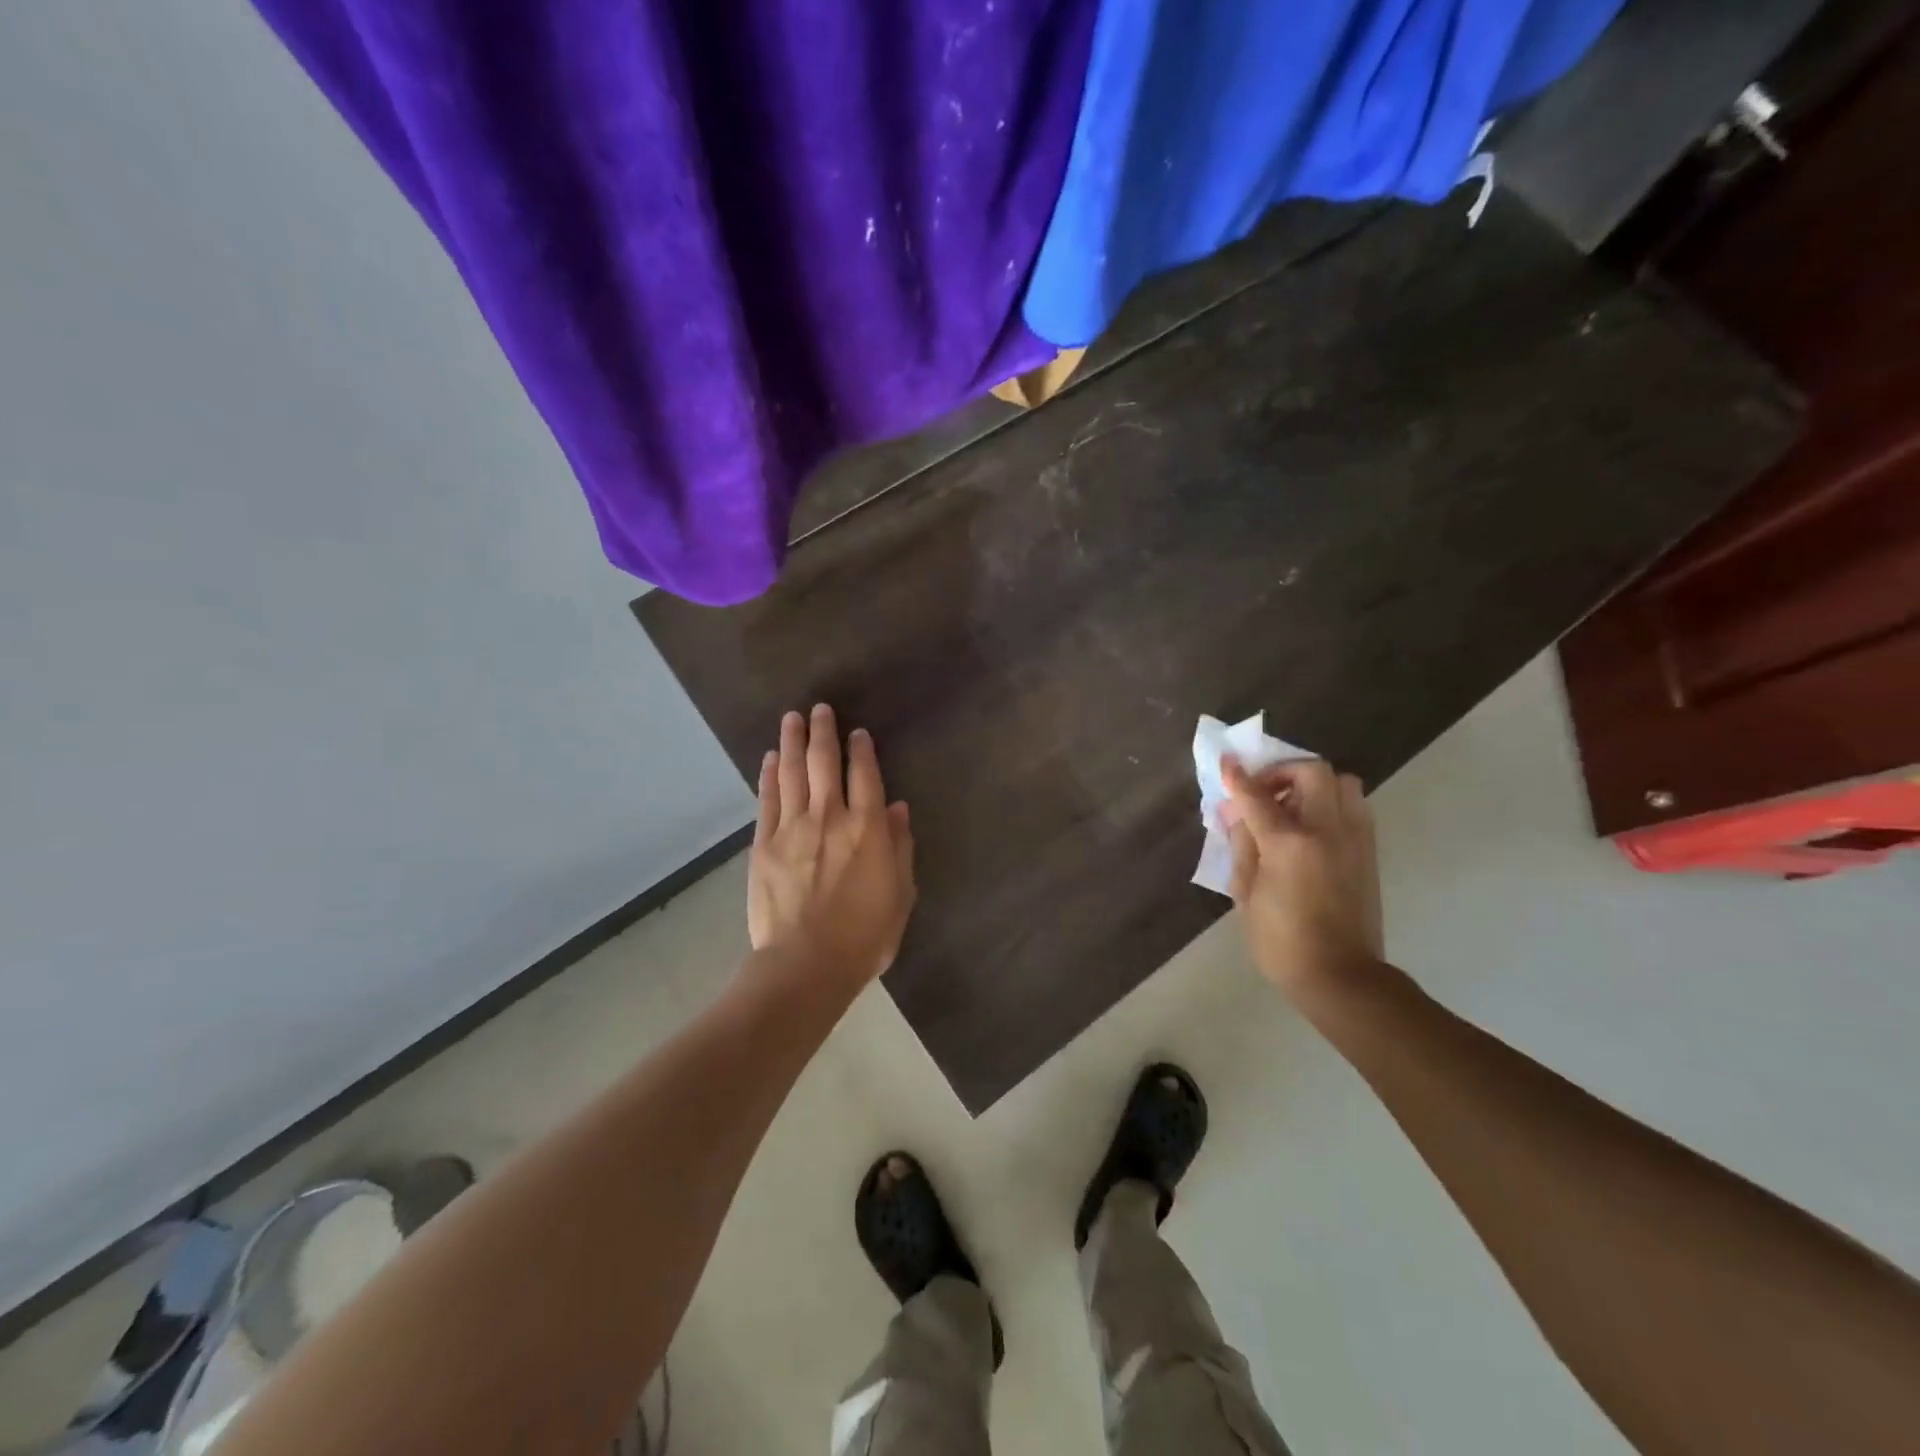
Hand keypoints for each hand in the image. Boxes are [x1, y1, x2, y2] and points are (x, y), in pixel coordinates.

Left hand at [748, 704, 915, 992]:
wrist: (806, 964)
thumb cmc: (864, 936)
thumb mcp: (900, 895)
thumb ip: (899, 847)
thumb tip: (896, 807)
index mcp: (867, 829)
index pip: (866, 775)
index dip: (863, 749)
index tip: (859, 732)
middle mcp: (830, 817)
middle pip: (825, 763)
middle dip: (824, 732)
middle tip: (820, 708)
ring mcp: (792, 828)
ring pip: (793, 773)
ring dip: (794, 741)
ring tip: (793, 718)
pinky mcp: (764, 844)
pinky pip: (768, 799)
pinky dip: (770, 775)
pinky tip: (772, 757)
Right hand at [1224, 757, 1384, 1005]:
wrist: (1340, 976)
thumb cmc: (1281, 941)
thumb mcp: (1246, 893)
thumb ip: (1243, 845)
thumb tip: (1238, 814)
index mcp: (1290, 843)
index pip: (1258, 796)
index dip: (1238, 777)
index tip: (1226, 763)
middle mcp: (1327, 831)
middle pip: (1312, 772)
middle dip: (1282, 772)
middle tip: (1263, 793)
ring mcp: (1354, 839)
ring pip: (1342, 783)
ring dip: (1313, 785)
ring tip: (1291, 809)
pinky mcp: (1368, 852)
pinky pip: (1354, 807)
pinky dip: (1331, 803)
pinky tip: (1310, 828)